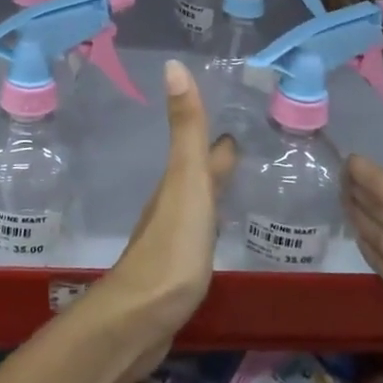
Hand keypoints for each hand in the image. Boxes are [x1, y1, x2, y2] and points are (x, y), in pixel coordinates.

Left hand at [91, 61, 234, 372]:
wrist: (142, 318)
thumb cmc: (172, 246)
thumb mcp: (186, 182)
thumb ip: (186, 129)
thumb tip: (172, 64)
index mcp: (180, 183)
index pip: (203, 150)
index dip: (218, 136)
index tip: (236, 119)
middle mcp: (173, 204)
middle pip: (198, 174)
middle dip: (217, 159)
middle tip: (241, 147)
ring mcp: (174, 237)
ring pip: (197, 202)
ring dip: (213, 189)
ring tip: (234, 182)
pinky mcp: (177, 269)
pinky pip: (198, 233)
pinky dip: (210, 222)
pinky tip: (217, 232)